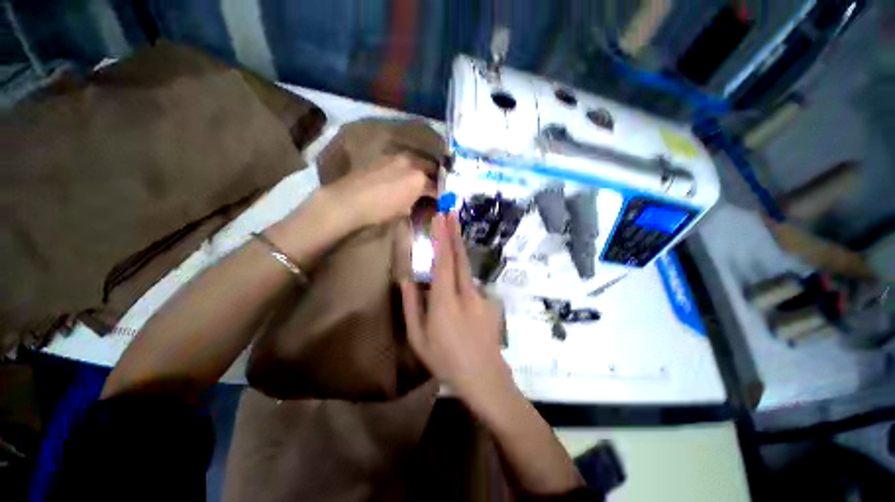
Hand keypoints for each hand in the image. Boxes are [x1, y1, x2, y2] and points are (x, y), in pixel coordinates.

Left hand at [321, 153, 436, 229]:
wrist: (349, 200)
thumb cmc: (380, 210)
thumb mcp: (404, 210)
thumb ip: (416, 201)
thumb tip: (420, 199)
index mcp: (419, 178)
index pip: (436, 186)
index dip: (440, 193)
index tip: (440, 198)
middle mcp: (411, 162)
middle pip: (430, 166)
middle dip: (434, 176)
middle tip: (434, 185)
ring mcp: (396, 157)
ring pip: (416, 160)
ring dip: (421, 169)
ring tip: (419, 179)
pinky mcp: (383, 157)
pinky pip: (402, 160)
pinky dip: (407, 167)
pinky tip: (402, 175)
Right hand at [400, 213, 514, 410]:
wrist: (484, 378)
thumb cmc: (445, 360)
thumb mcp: (418, 337)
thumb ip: (411, 305)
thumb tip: (406, 279)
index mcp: (445, 300)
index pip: (444, 261)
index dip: (443, 237)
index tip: (441, 217)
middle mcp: (466, 292)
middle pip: (460, 257)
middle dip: (454, 232)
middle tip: (451, 212)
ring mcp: (481, 296)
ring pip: (467, 269)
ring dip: (458, 250)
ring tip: (452, 234)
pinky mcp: (489, 302)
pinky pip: (471, 285)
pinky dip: (462, 277)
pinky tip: (457, 290)